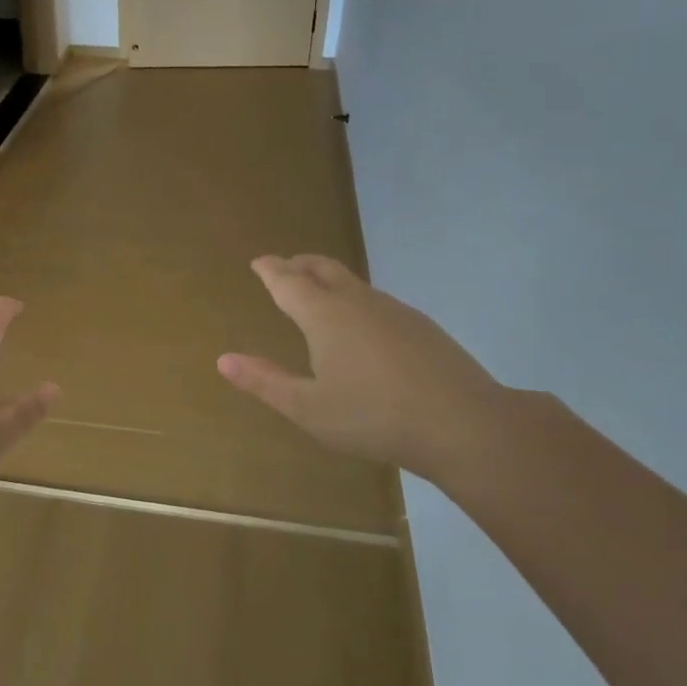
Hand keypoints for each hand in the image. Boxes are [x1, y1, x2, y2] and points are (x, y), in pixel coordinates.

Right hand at [218, 256, 509, 477]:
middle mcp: (357, 301)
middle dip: (299, 264)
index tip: (259, 261)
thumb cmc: (373, 416)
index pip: (288, 281)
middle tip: (285, 266)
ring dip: (328, 279)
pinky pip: (376, 301)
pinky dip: (355, 300)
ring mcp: (394, 310)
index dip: (270, 270)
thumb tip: (224, 359)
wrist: (462, 423)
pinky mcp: (420, 326)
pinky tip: (363, 328)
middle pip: (323, 268)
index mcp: (324, 315)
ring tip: (318, 294)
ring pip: (353, 283)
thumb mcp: (308, 408)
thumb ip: (265, 382)